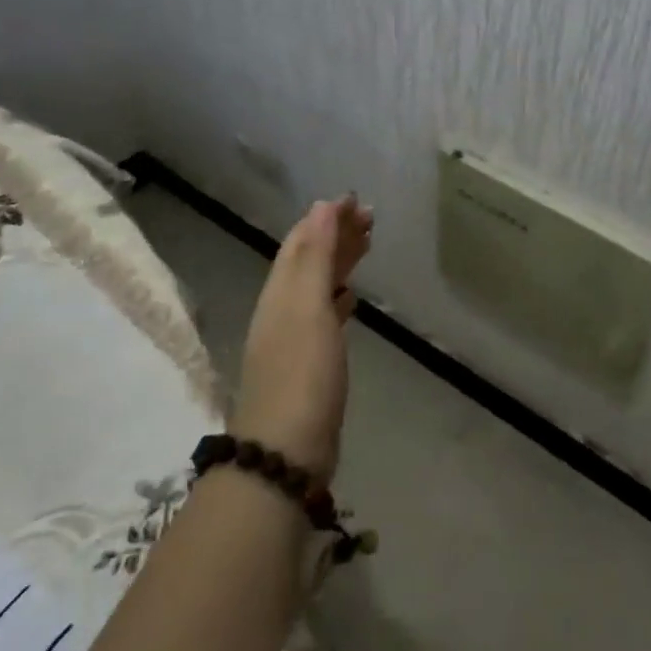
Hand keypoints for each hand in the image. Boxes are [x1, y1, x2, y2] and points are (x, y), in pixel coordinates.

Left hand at [231, 194, 372, 486]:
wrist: (285, 450)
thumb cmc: (302, 373)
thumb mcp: (307, 308)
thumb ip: (315, 257)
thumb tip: (321, 206)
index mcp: (280, 292)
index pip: (302, 240)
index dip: (326, 217)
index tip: (356, 199)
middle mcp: (282, 309)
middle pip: (309, 260)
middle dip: (336, 234)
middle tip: (370, 217)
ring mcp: (293, 337)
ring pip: (317, 285)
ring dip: (340, 262)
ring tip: (367, 245)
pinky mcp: (308, 363)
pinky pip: (323, 314)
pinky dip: (337, 297)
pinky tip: (350, 298)